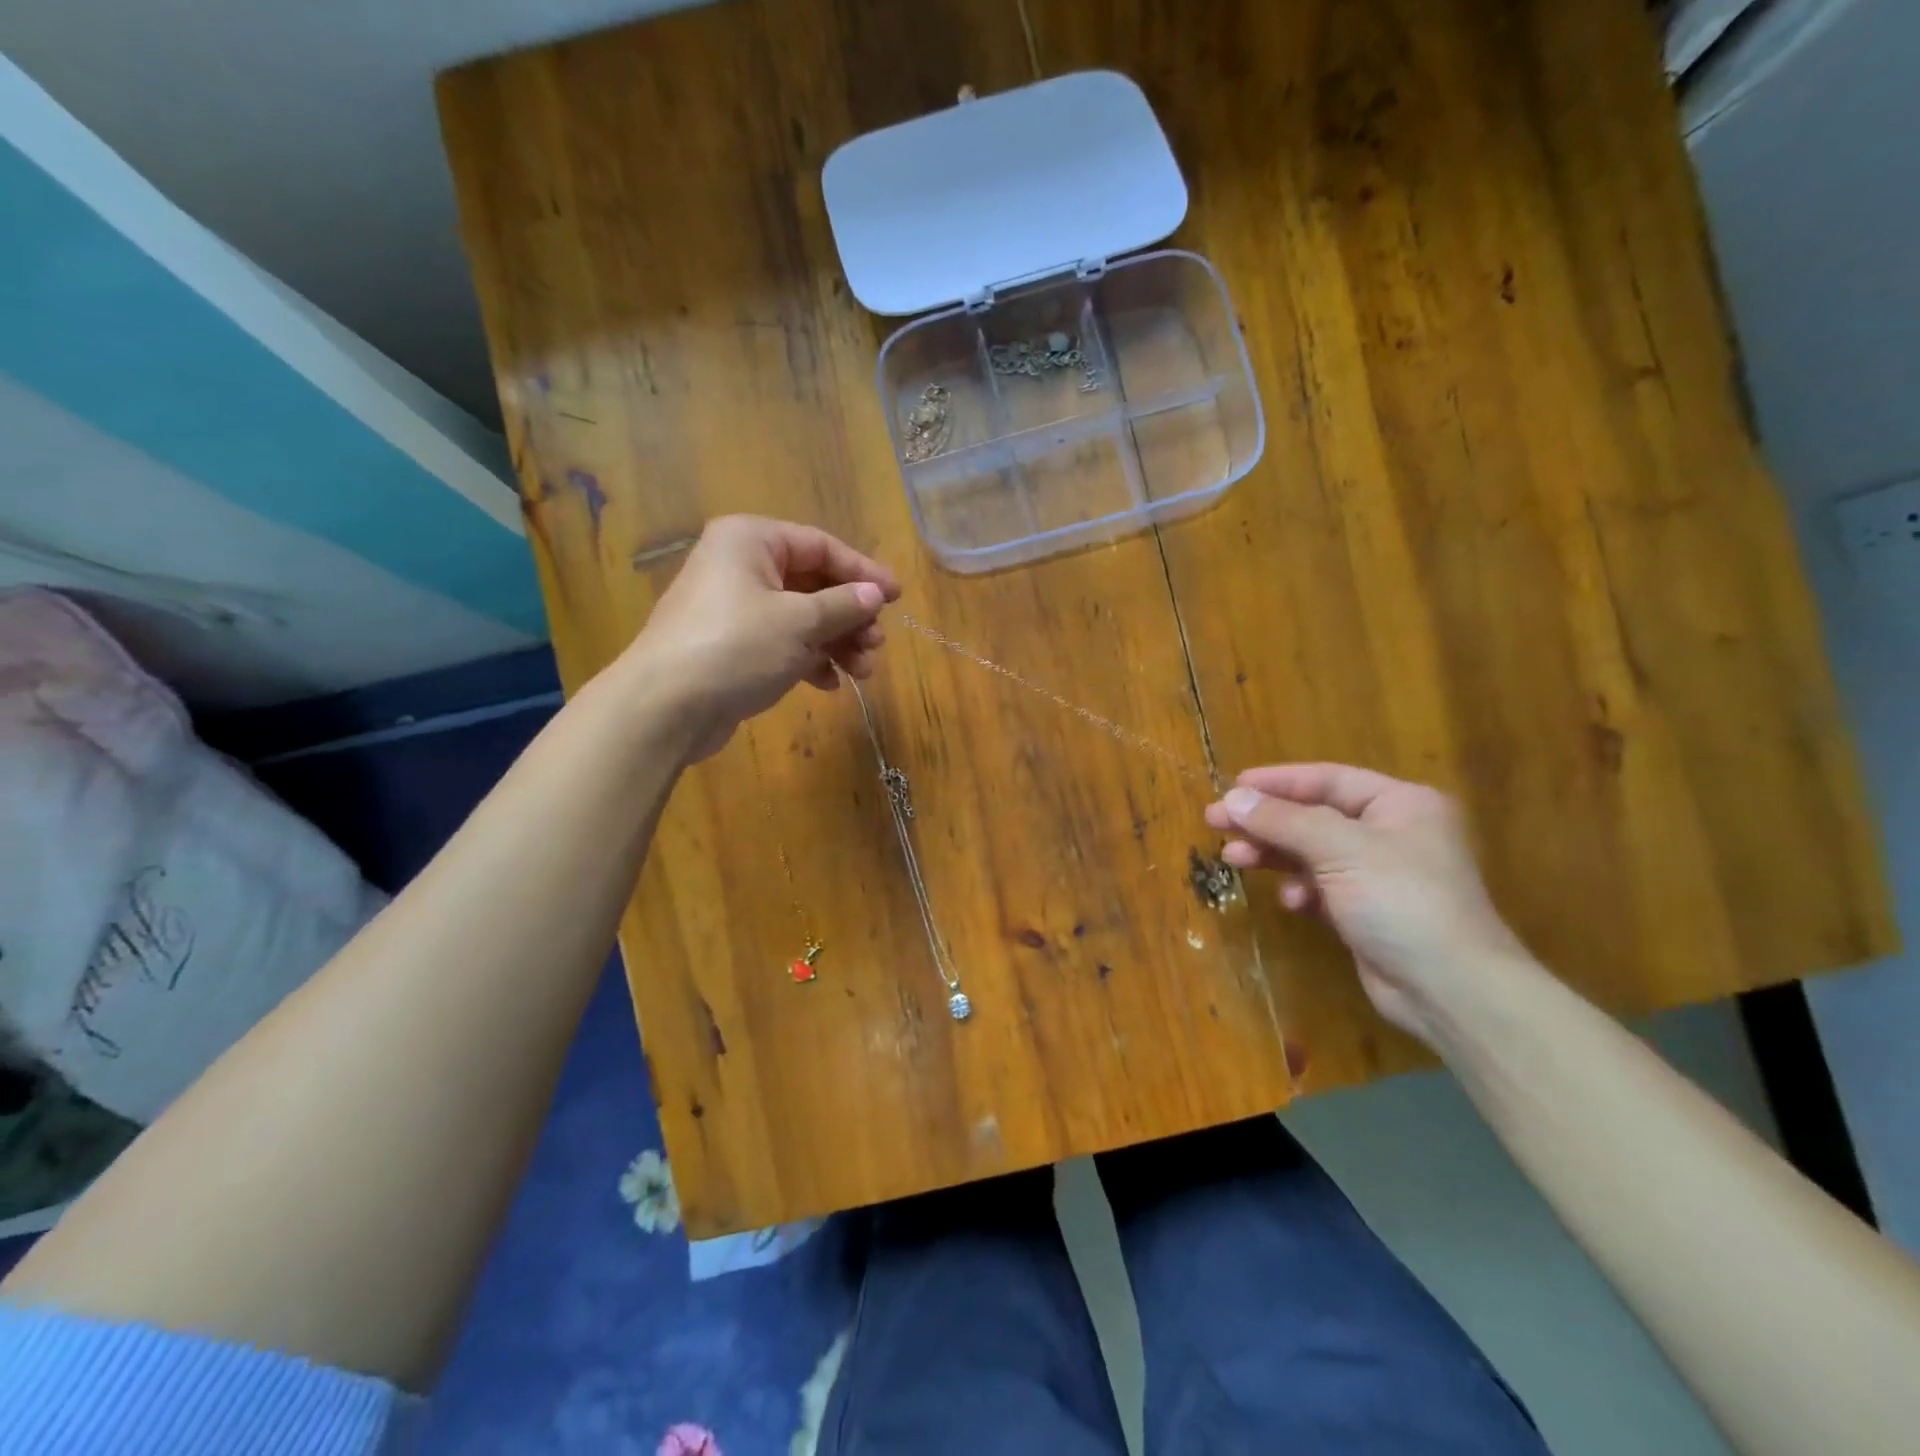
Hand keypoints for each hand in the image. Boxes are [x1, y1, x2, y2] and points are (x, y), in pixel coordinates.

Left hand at [622, 515, 900, 760]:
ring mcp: (733, 608)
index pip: (821, 546)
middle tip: (877, 644)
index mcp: (751, 541)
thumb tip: (875, 594)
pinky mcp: (731, 646)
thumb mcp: (799, 622)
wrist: (665, 707)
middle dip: (849, 616)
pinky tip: (829, 684)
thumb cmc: (736, 647)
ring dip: (836, 642)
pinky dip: (808, 659)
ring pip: (800, 617)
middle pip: (812, 583)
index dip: (863, 571)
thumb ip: (842, 605)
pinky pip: (781, 643)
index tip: (896, 597)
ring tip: (862, 672)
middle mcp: (740, 566)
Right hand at [1205, 764, 1530, 1044]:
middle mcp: (1391, 833)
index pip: (1328, 779)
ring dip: (1273, 855)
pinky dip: (1301, 890)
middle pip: (1313, 816)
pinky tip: (1291, 901)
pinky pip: (1321, 888)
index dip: (1278, 782)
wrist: (1450, 989)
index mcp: (1400, 804)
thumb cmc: (1401, 900)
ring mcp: (1378, 875)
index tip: (1232, 787)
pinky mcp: (1366, 912)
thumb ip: (1283, 820)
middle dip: (1265, 821)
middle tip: (1216, 822)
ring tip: (1233, 859)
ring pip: (1311, 853)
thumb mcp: (1340, 849)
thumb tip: (1232, 798)